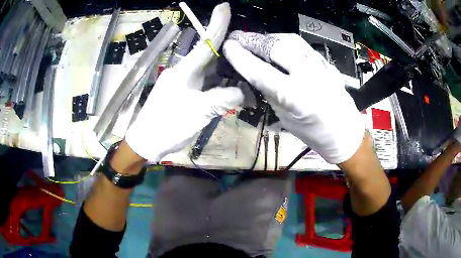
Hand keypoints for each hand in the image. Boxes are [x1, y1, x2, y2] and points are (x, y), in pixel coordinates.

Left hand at [126, 3, 242, 161]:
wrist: (147, 141)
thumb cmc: (168, 126)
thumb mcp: (198, 113)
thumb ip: (222, 99)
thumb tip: (245, 92)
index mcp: (185, 71)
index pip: (205, 43)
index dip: (217, 24)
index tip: (224, 6)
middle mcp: (184, 71)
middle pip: (210, 55)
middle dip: (229, 50)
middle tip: (249, 51)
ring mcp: (184, 82)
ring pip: (209, 70)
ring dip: (227, 70)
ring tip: (246, 72)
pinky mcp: (184, 93)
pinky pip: (205, 83)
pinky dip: (219, 84)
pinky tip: (232, 88)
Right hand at [223, 32, 363, 163]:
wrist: (345, 134)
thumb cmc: (314, 135)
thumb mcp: (286, 119)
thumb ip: (271, 94)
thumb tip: (255, 74)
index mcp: (296, 98)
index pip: (261, 72)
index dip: (241, 57)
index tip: (228, 46)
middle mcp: (310, 77)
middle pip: (277, 47)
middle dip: (254, 41)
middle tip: (238, 38)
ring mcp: (322, 67)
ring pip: (292, 41)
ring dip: (270, 38)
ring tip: (259, 42)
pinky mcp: (328, 64)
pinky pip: (304, 47)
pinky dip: (288, 44)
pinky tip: (281, 48)